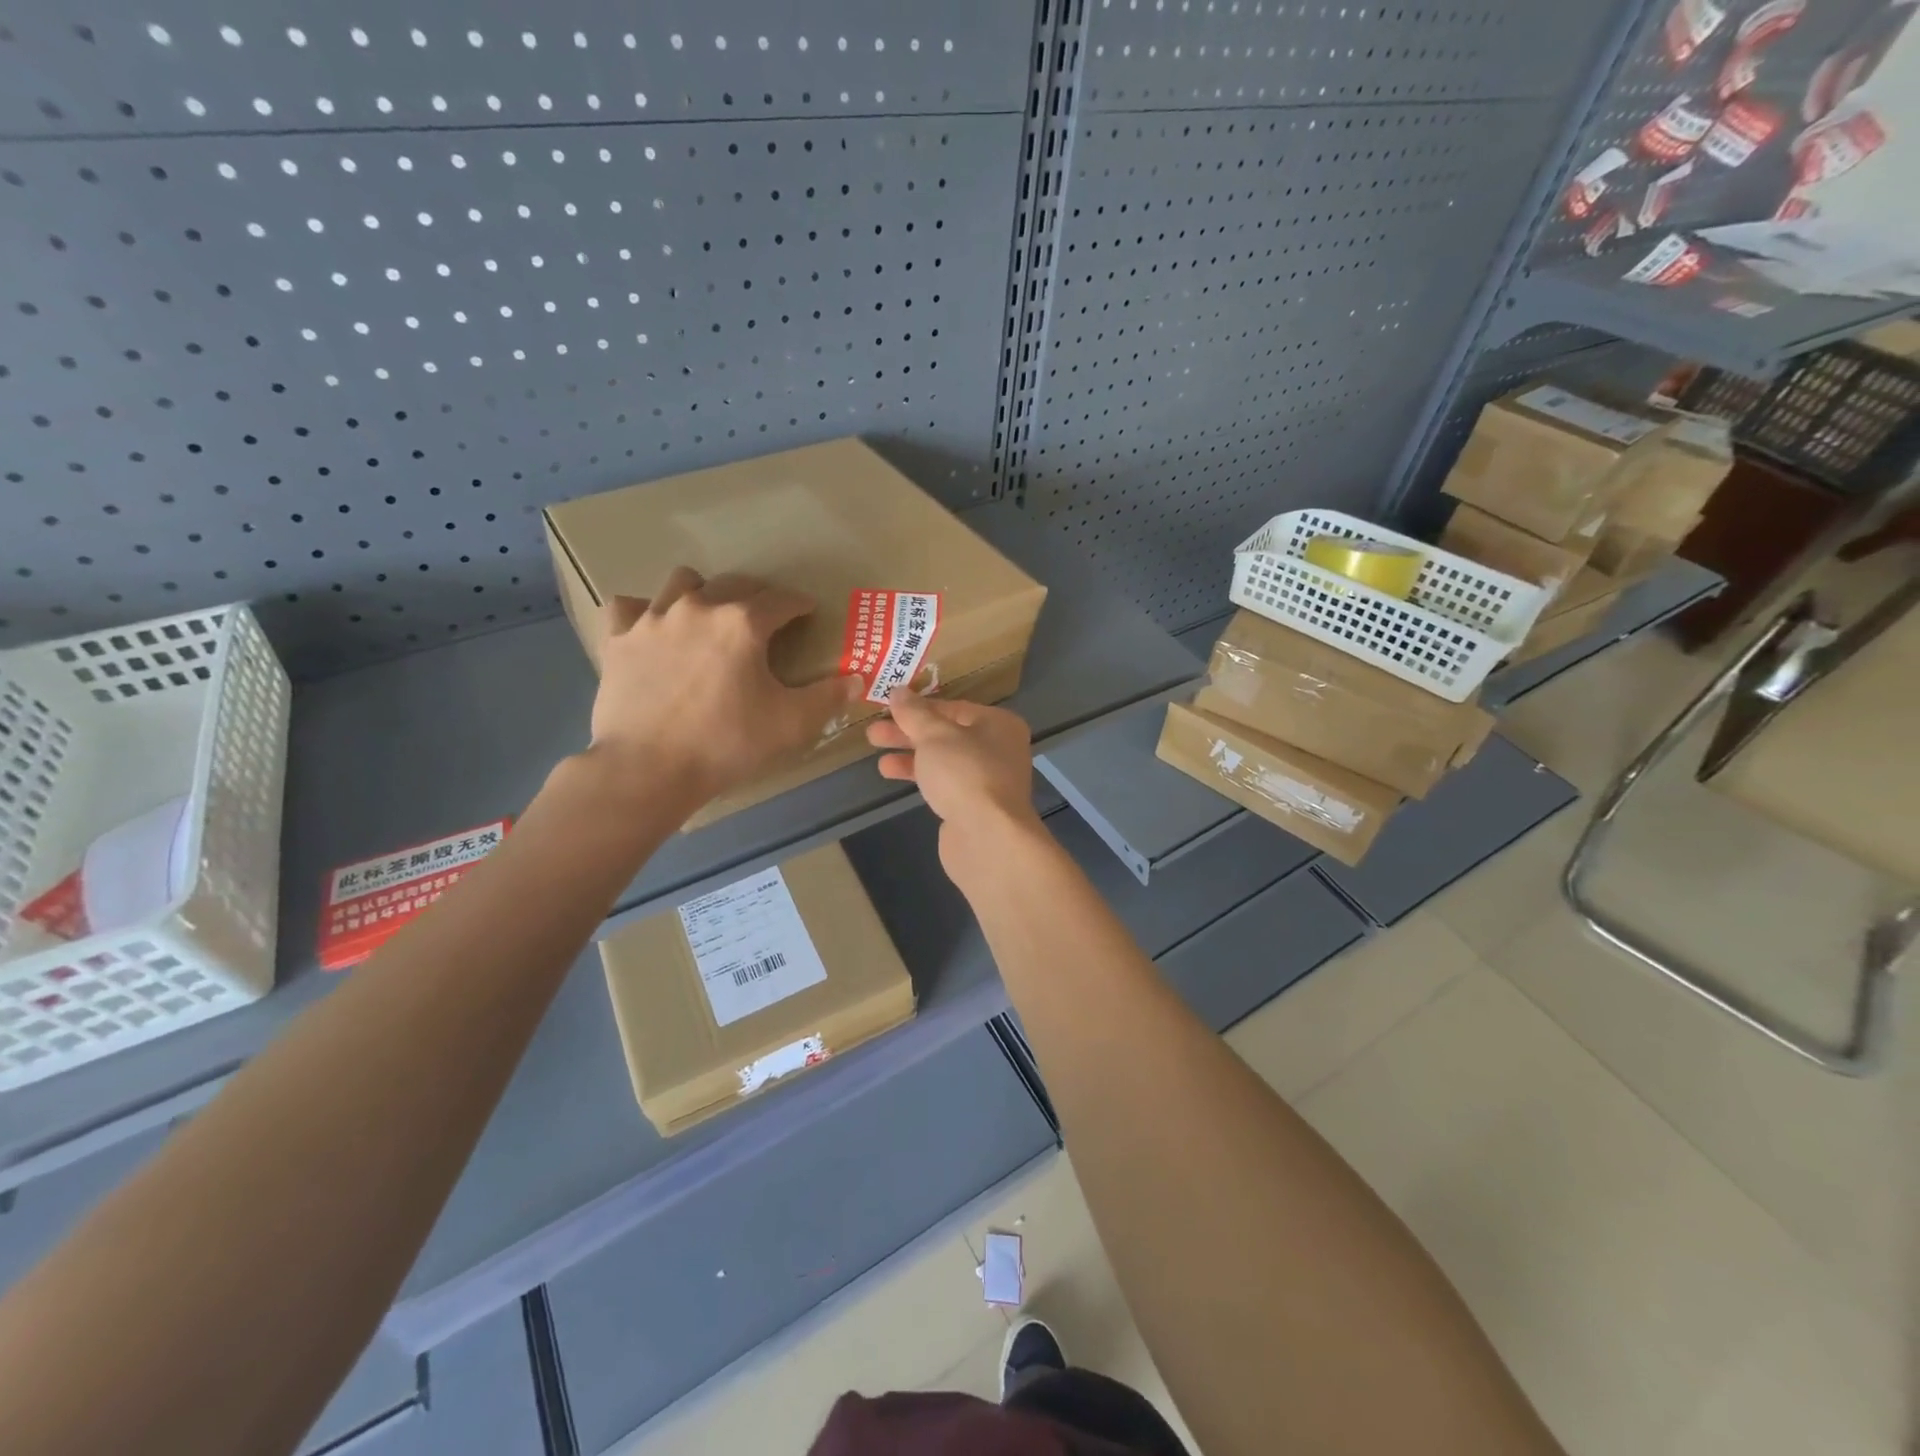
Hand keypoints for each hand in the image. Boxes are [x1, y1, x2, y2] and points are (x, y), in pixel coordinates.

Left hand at [589, 568, 862, 806]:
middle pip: (734, 584)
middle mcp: (698, 607)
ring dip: (702, 593)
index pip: (781, 600)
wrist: (647, 769)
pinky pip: (629, 607)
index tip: (808, 612)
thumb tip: (856, 680)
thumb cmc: (726, 744)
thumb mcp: (790, 724)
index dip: (800, 605)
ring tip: (708, 617)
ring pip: (682, 582)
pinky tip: (653, 630)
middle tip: (765, 620)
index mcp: (743, 623)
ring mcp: (653, 619)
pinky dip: (645, 612)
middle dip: (756, 597)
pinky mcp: (618, 638)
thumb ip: (827, 697)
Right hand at [866, 688, 1044, 879]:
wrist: (987, 838)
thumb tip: (898, 691)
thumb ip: (914, 713)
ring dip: (910, 757)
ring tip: (877, 758)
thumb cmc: (964, 774)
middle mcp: (998, 749)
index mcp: (998, 724)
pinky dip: (920, 777)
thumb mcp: (934, 735)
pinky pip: (943, 783)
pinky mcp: (974, 807)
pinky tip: (894, 776)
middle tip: (873, 734)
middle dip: (908, 733)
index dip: (919, 707)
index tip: (887, 707)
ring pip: (943, 761)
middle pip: (947, 735)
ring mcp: (987, 781)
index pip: (953, 708)